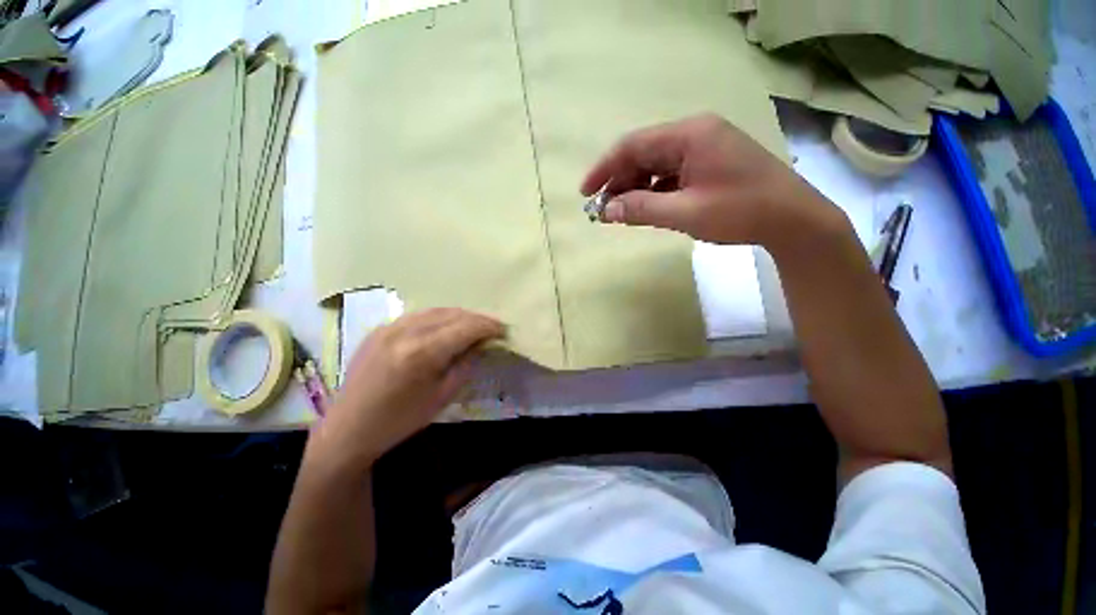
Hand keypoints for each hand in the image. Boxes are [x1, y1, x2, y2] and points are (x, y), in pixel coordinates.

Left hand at [310, 308, 503, 468]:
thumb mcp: (443, 396)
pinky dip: (439, 317)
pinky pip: (419, 315)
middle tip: (493, 327)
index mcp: (421, 353)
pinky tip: (447, 326)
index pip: (465, 327)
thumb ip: (466, 363)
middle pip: (453, 314)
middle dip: (477, 319)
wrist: (348, 428)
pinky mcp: (380, 328)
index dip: (489, 326)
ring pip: (436, 310)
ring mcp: (389, 326)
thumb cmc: (400, 420)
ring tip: (474, 325)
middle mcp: (405, 331)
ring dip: (460, 316)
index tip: (504, 330)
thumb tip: (483, 343)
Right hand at [581, 113, 833, 247]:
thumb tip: (607, 211)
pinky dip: (653, 191)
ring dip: (635, 188)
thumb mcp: (686, 213)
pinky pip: (670, 174)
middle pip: (643, 154)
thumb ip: (642, 209)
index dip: (604, 168)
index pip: (632, 145)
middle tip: (603, 210)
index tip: (585, 192)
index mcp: (689, 135)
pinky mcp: (708, 164)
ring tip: (622, 213)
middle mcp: (694, 134)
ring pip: (655, 165)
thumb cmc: (741, 212)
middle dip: (618, 182)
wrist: (793, 220)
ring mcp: (703, 148)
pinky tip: (645, 207)